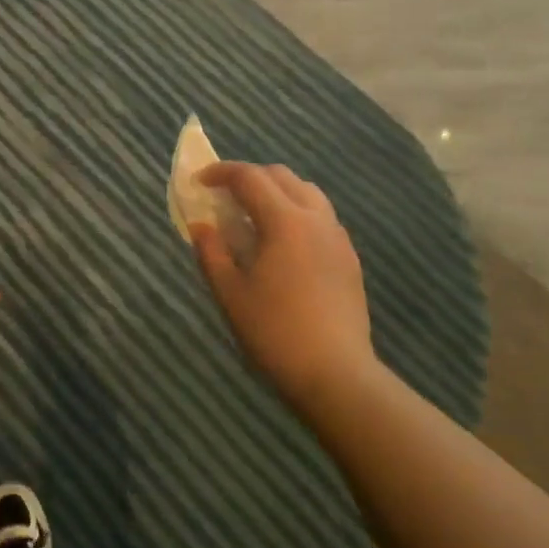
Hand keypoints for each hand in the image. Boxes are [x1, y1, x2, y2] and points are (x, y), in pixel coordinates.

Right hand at [191, 162, 381, 419]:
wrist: (335, 374)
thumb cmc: (274, 331)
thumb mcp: (229, 293)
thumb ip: (211, 252)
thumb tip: (201, 226)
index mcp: (285, 221)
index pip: (250, 178)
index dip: (221, 173)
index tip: (199, 182)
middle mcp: (316, 218)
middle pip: (282, 177)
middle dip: (250, 178)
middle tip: (225, 198)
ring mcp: (338, 238)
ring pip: (307, 193)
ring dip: (277, 192)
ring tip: (254, 217)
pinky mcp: (349, 259)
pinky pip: (321, 217)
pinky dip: (296, 213)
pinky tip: (283, 244)